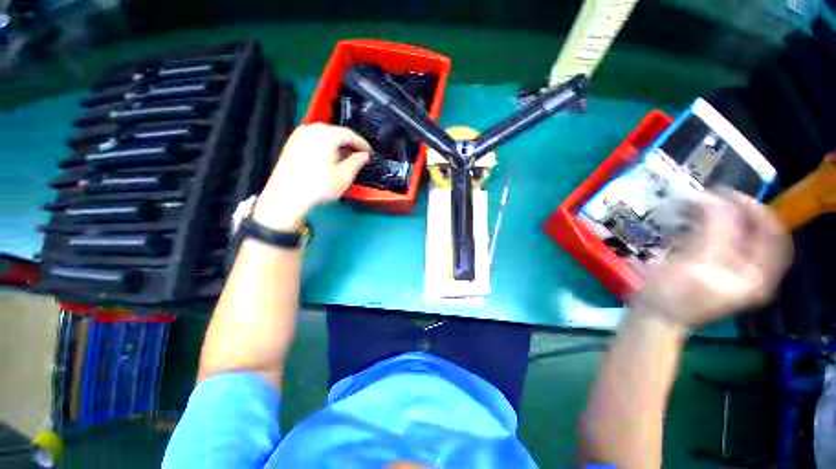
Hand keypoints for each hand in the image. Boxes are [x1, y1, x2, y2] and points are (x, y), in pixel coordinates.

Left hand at [253, 123, 370, 229]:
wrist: (286, 196)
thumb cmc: (320, 186)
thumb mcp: (344, 176)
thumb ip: (357, 162)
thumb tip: (364, 155)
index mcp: (326, 134)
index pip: (350, 134)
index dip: (362, 144)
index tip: (370, 153)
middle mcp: (312, 129)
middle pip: (336, 132)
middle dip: (350, 144)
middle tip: (359, 156)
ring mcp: (299, 134)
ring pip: (324, 135)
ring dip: (337, 145)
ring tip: (345, 158)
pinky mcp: (292, 143)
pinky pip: (314, 139)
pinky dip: (325, 146)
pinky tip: (328, 158)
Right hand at [632, 191, 792, 327]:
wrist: (654, 313)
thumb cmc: (675, 295)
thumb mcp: (697, 264)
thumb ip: (713, 231)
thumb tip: (714, 199)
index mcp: (758, 276)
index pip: (772, 235)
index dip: (756, 212)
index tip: (730, 196)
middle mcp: (751, 270)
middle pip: (752, 232)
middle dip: (732, 212)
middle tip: (708, 197)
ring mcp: (731, 268)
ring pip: (733, 233)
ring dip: (716, 217)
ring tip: (696, 204)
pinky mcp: (712, 264)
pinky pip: (716, 238)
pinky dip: (705, 225)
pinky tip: (690, 218)